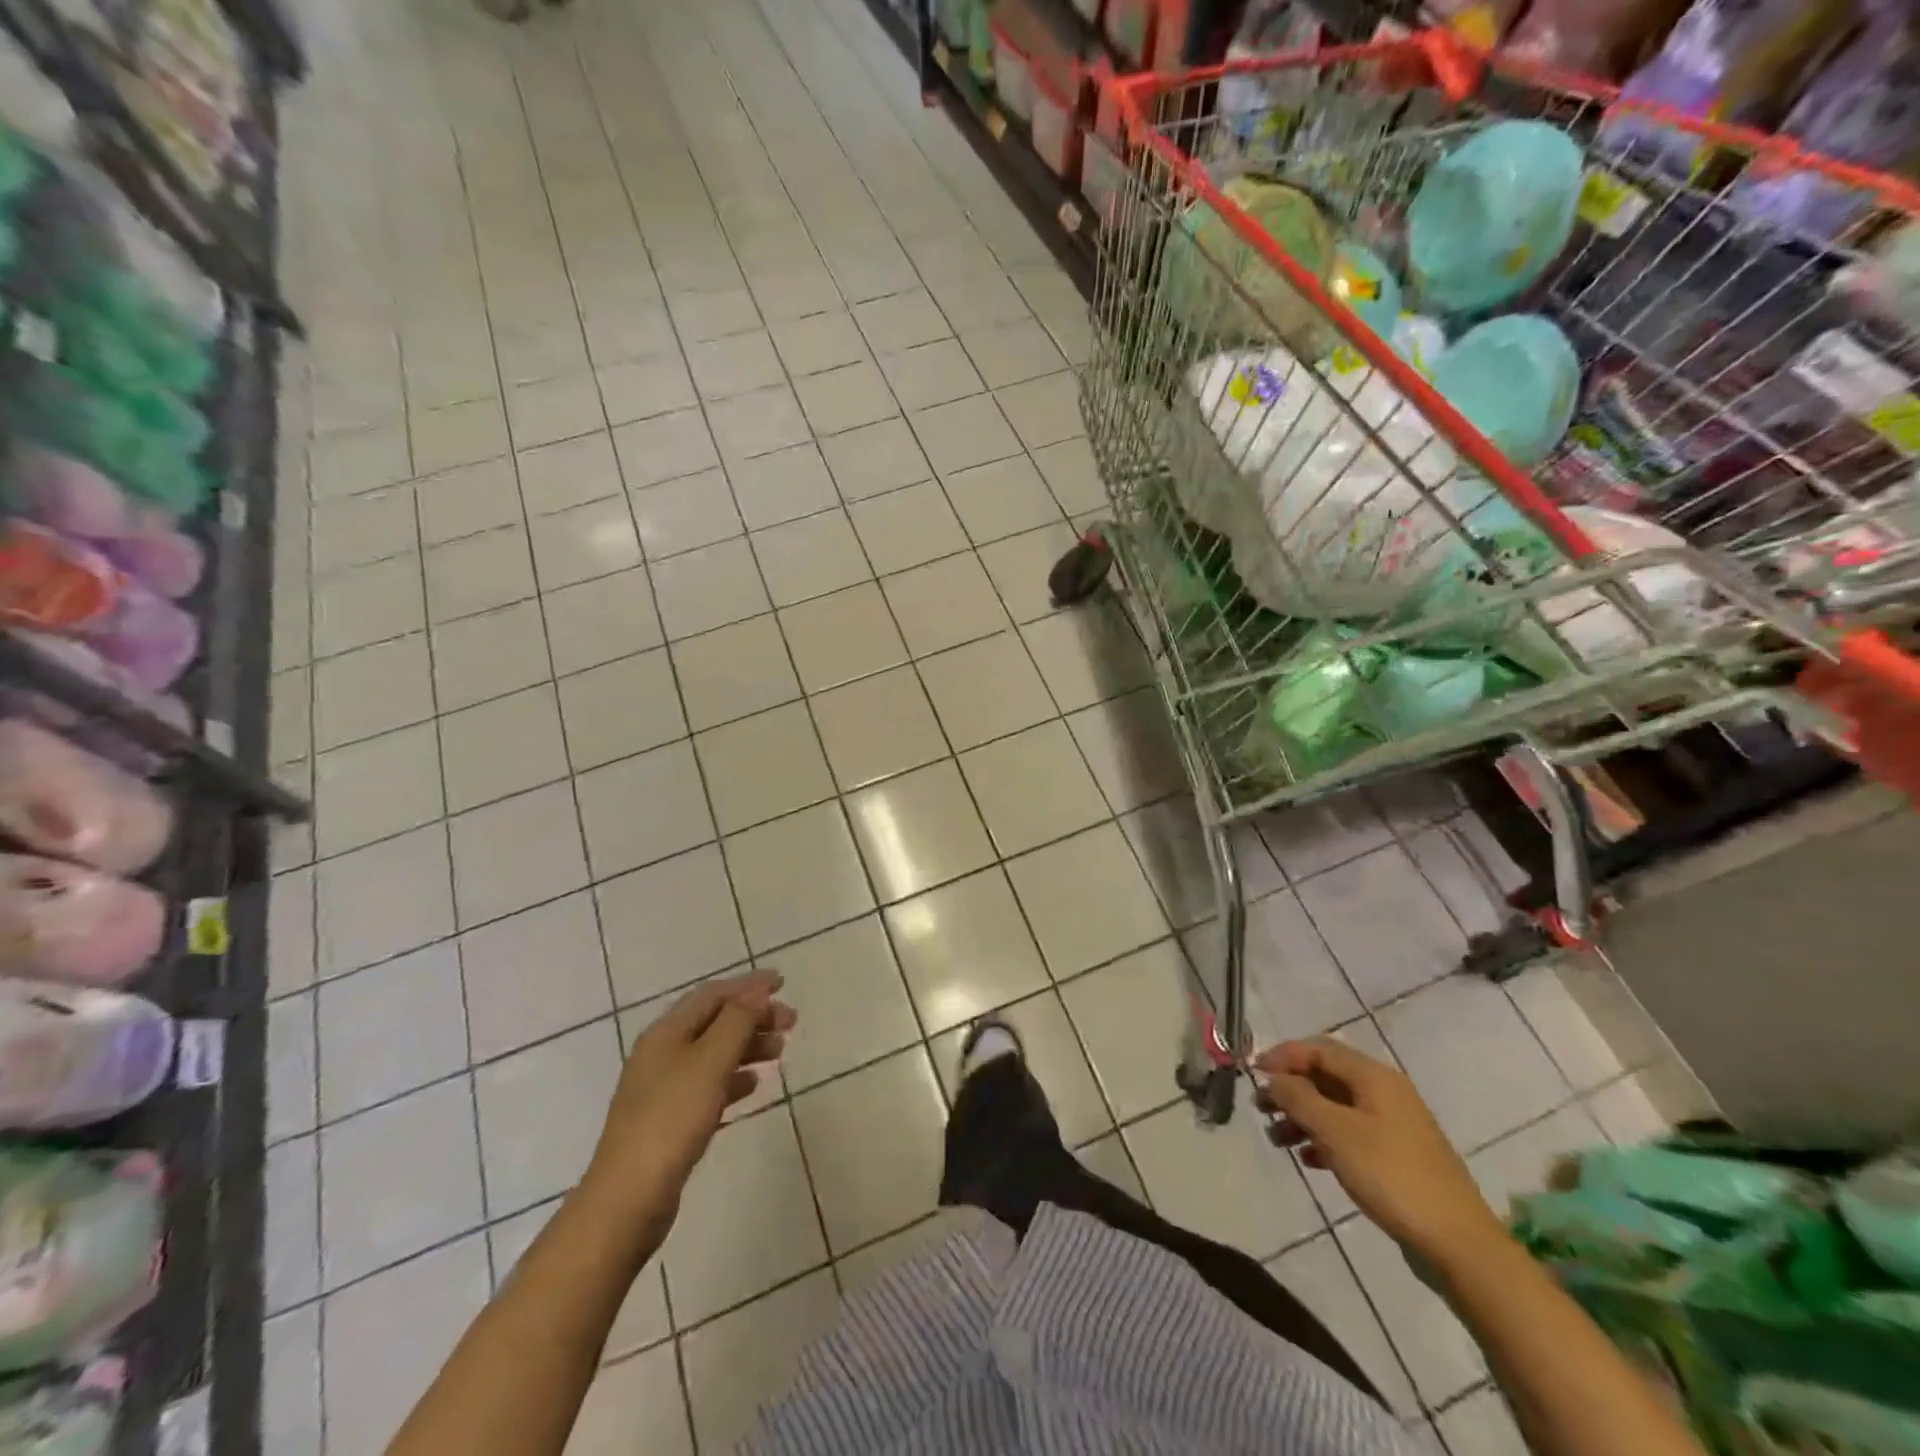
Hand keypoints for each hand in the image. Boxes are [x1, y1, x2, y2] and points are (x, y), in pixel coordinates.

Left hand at [580, 970, 794, 1239]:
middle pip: (714, 1020)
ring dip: (748, 1045)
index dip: (749, 985)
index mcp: (666, 1032)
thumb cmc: (671, 1120)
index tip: (783, 983)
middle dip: (753, 1015)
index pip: (713, 994)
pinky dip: (734, 1077)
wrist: (628, 1200)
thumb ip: (737, 1021)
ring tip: (780, 1053)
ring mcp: (663, 1087)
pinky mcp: (669, 1118)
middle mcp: (662, 1052)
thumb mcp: (710, 1062)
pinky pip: (709, 1083)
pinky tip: (754, 1085)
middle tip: (790, 1023)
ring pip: (714, 1052)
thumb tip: (757, 988)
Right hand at [1254, 1038, 1503, 1263]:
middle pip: (1326, 1077)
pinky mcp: (1396, 1157)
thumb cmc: (1391, 1176)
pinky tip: (1308, 1160)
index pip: (1319, 1049)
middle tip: (1260, 1108)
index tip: (1253, 1073)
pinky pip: (1349, 1134)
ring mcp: (1393, 1126)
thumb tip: (1274, 1077)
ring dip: (1303, 1117)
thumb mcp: (1336, 1132)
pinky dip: (1324, 1140)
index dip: (1283, 1056)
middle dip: (1290, 1089)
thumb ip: (1299, 1097)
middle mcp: (1385, 1093)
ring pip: (1335, 1107)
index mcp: (1374, 1077)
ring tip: (1277, 1139)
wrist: (1459, 1244)